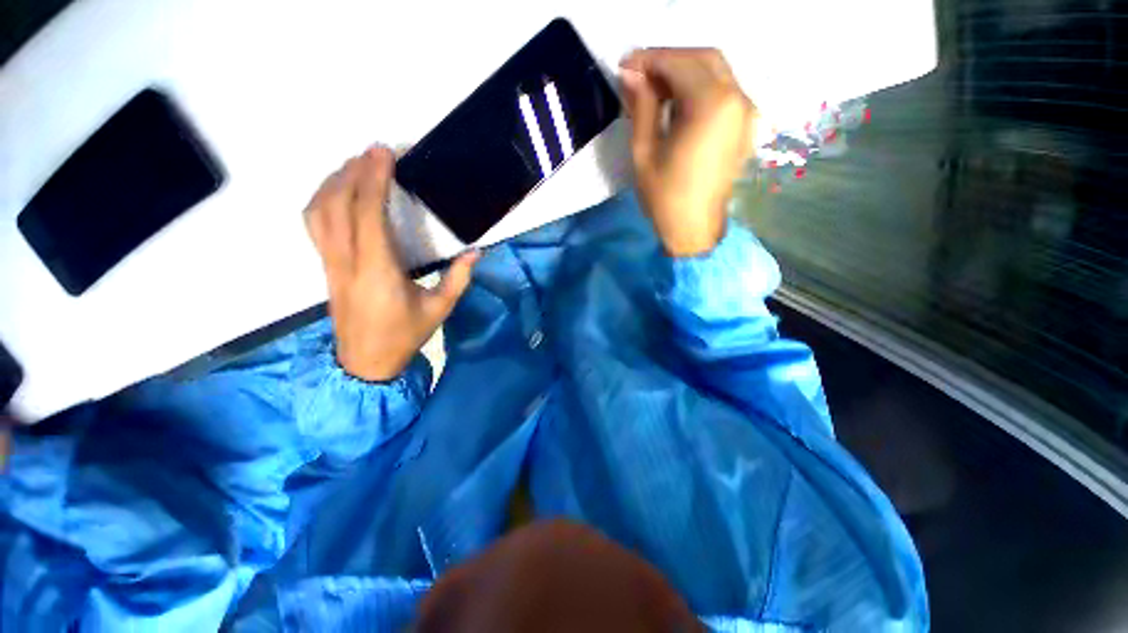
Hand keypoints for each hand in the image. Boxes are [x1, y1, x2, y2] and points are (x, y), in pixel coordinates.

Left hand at [305, 147, 478, 380]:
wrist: (365, 363)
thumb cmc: (405, 336)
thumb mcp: (440, 309)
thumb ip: (458, 279)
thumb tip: (476, 252)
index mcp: (377, 270)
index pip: (368, 214)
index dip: (373, 179)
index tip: (383, 153)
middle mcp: (346, 260)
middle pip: (337, 204)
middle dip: (353, 171)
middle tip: (372, 152)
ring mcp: (330, 263)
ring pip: (318, 212)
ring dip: (333, 182)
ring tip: (355, 166)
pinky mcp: (325, 267)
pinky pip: (314, 225)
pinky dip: (323, 200)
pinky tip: (338, 194)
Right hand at [620, 49, 756, 256]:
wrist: (694, 230)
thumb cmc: (665, 198)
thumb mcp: (644, 152)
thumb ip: (641, 107)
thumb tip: (630, 74)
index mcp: (712, 105)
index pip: (679, 62)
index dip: (650, 59)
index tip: (625, 66)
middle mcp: (737, 99)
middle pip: (703, 57)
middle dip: (668, 60)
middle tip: (639, 75)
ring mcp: (746, 111)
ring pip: (716, 71)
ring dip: (684, 71)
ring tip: (654, 88)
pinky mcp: (744, 125)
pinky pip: (723, 90)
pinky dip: (699, 86)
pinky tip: (677, 101)